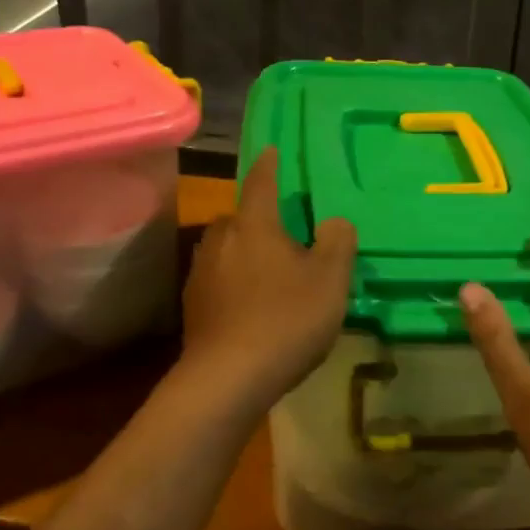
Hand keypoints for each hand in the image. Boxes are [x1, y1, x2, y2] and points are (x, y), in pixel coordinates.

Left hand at [181, 148, 356, 406]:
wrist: (227, 379)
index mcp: (254, 225)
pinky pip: (219, 279)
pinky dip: (235, 282)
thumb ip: (337, 242)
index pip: (262, 182)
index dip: (270, 165)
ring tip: (270, 271)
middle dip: (260, 219)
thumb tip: (333, 221)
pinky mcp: (192, 306)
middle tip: (286, 233)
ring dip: (246, 252)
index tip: (272, 150)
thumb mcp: (330, 279)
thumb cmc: (286, 319)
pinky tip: (251, 305)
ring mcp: (200, 273)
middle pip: (241, 218)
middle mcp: (220, 239)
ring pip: (227, 249)